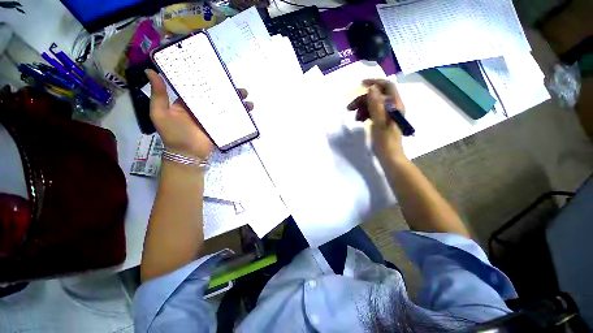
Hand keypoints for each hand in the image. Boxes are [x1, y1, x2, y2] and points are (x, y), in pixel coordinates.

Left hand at [145, 69, 253, 158]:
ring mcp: (214, 118)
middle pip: (218, 96)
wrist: (187, 154)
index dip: (210, 79)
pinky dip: (240, 116)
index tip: (219, 72)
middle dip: (230, 92)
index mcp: (189, 102)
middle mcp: (202, 108)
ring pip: (227, 107)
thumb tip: (150, 70)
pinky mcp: (221, 126)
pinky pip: (231, 119)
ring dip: (239, 103)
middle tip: (241, 89)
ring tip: (248, 100)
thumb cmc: (173, 134)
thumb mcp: (160, 113)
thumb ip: (159, 94)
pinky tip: (248, 111)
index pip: (200, 87)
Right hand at [347, 79, 405, 161]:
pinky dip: (365, 114)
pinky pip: (372, 112)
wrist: (389, 156)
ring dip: (362, 108)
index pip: (387, 86)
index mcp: (395, 105)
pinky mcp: (382, 121)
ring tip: (355, 118)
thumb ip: (376, 104)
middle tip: (350, 108)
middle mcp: (392, 107)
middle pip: (377, 96)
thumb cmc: (385, 140)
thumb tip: (371, 88)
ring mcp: (387, 114)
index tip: (360, 84)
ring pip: (373, 104)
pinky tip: (360, 120)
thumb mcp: (380, 122)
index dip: (374, 82)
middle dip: (363, 99)